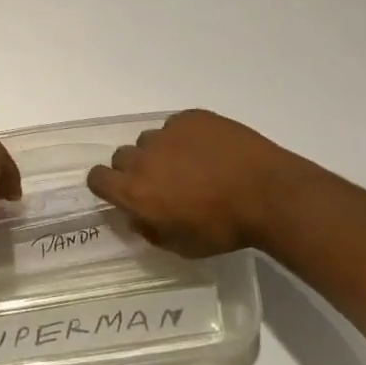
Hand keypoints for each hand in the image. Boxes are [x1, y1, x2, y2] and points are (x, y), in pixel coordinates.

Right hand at [86, 109, 343, 256]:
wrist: (268, 194)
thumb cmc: (223, 229)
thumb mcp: (182, 246)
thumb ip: (151, 231)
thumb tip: (138, 218)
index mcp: (135, 191)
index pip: (97, 178)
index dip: (107, 185)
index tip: (123, 192)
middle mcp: (143, 157)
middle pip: (122, 157)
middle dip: (136, 169)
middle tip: (163, 182)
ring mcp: (167, 132)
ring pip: (150, 140)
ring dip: (161, 152)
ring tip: (191, 165)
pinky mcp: (191, 117)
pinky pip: (177, 125)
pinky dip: (187, 137)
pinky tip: (210, 150)